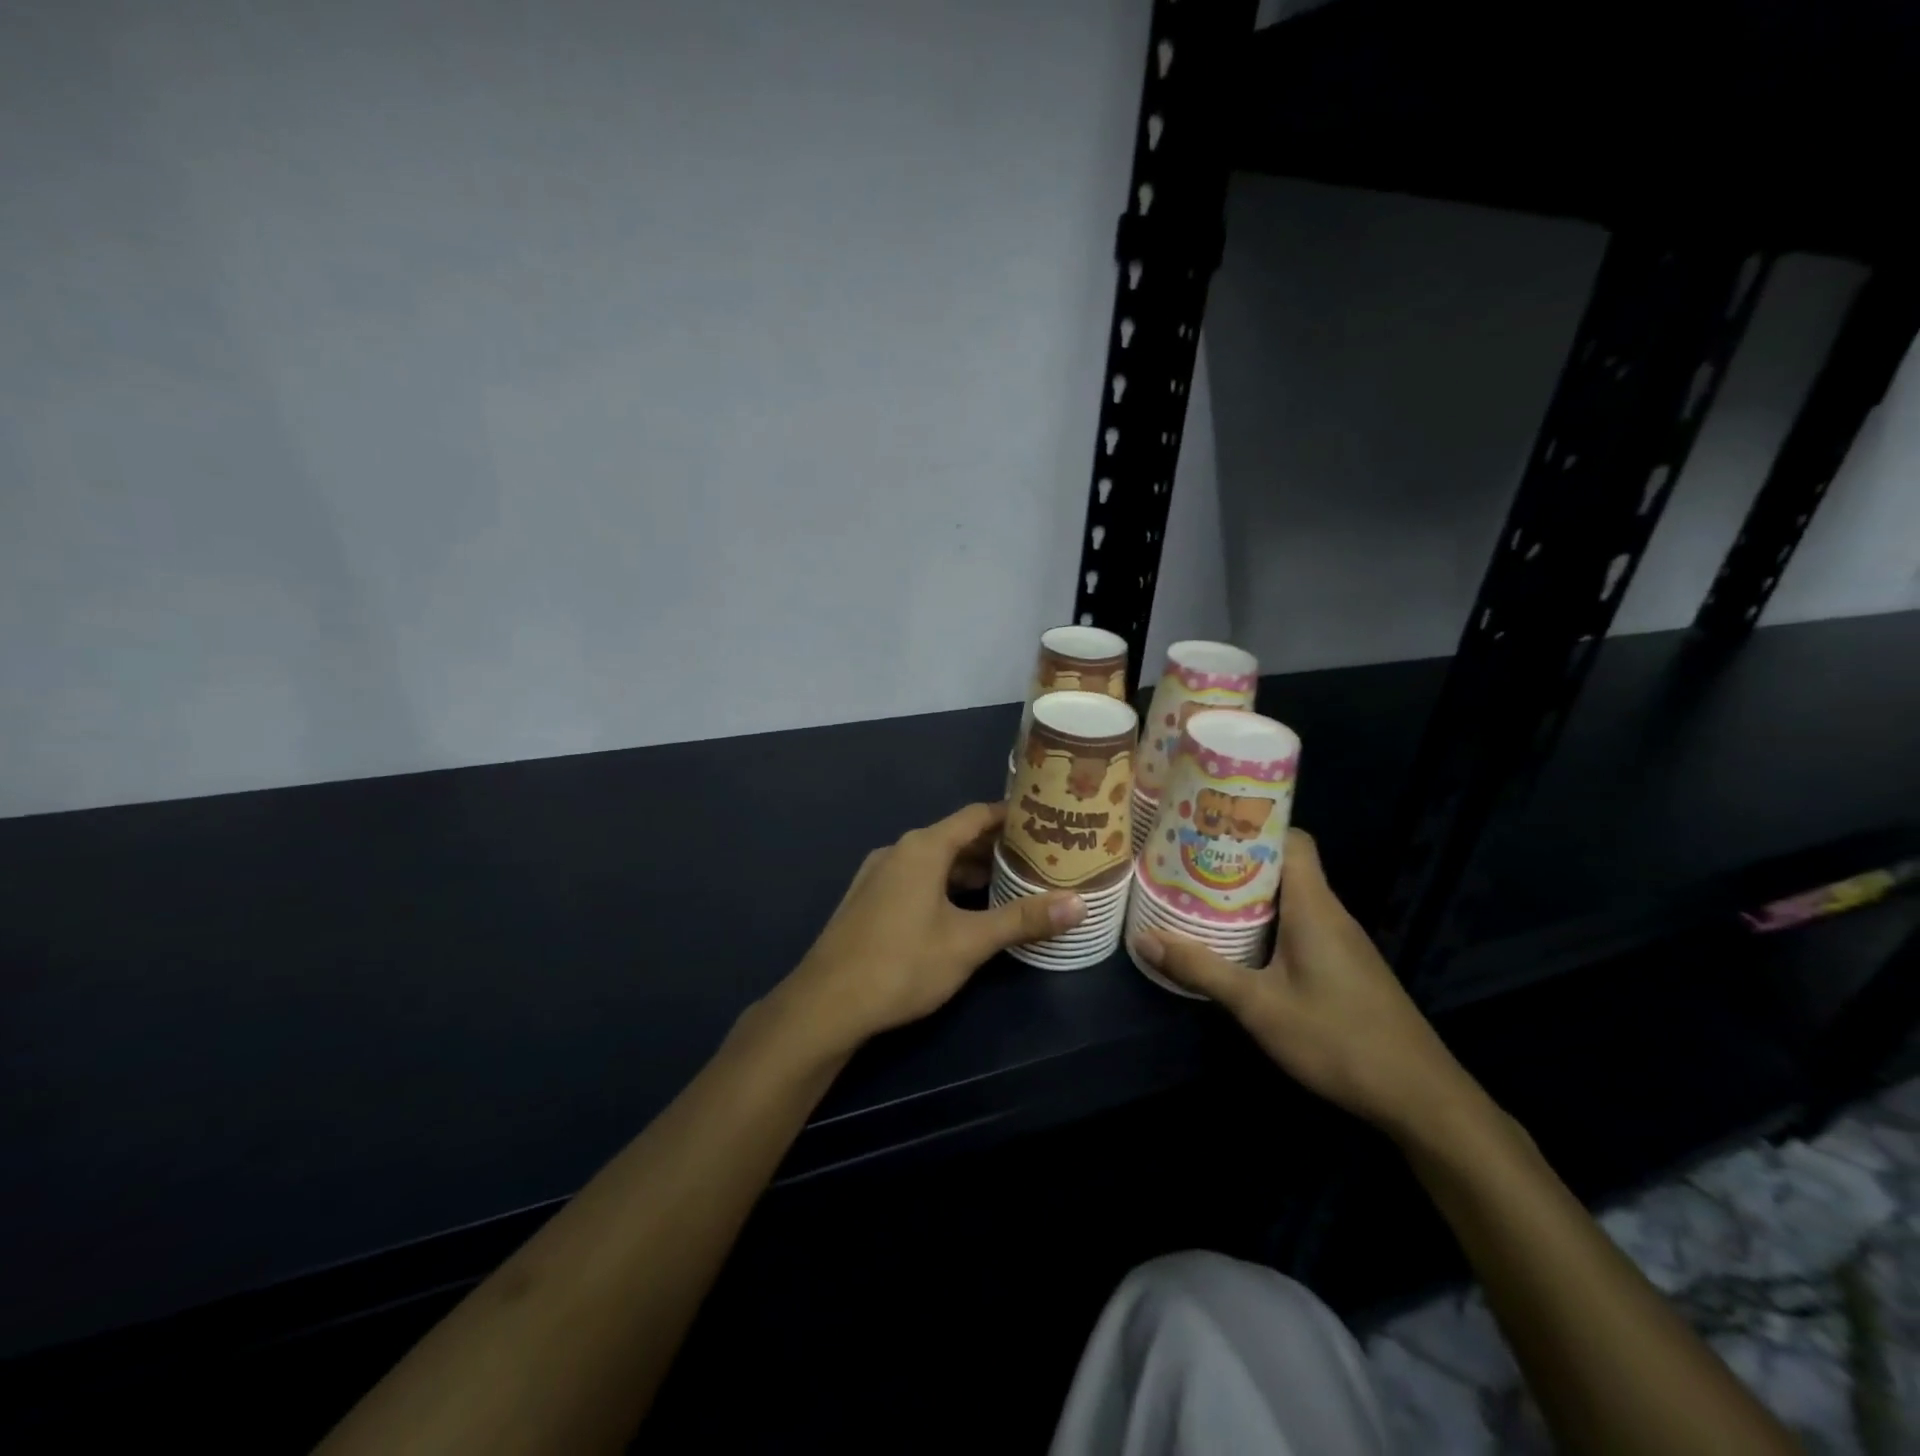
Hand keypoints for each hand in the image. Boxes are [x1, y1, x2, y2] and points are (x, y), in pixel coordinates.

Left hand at [772, 802, 1085, 1053]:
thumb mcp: (969, 943)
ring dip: (969, 870)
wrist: (826, 1004)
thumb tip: (1079, 904)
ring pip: (934, 861)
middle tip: (1036, 858)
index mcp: (923, 847)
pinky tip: (963, 910)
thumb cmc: (902, 964)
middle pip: (955, 837)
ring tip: (1008, 884)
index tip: (1043, 820)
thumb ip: (1022, 919)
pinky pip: (915, 878)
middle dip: (994, 847)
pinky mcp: (868, 899)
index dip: (1010, 816)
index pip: (975, 815)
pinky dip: (944, 885)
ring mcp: (878, 874)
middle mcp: (899, 850)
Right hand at [1128, 829, 1474, 1138]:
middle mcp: (1330, 913)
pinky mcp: (1344, 967)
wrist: (1420, 1098)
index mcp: (1314, 907)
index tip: (1208, 825)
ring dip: (1250, 894)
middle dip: (1237, 860)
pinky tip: (1239, 942)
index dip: (1253, 826)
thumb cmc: (1338, 1039)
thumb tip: (1143, 938)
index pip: (1291, 840)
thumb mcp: (1259, 1006)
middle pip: (1285, 866)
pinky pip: (1300, 925)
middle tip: (1189, 861)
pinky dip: (1267, 922)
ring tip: (1201, 894)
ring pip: (1291, 898)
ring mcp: (1341, 941)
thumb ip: (1202, 970)